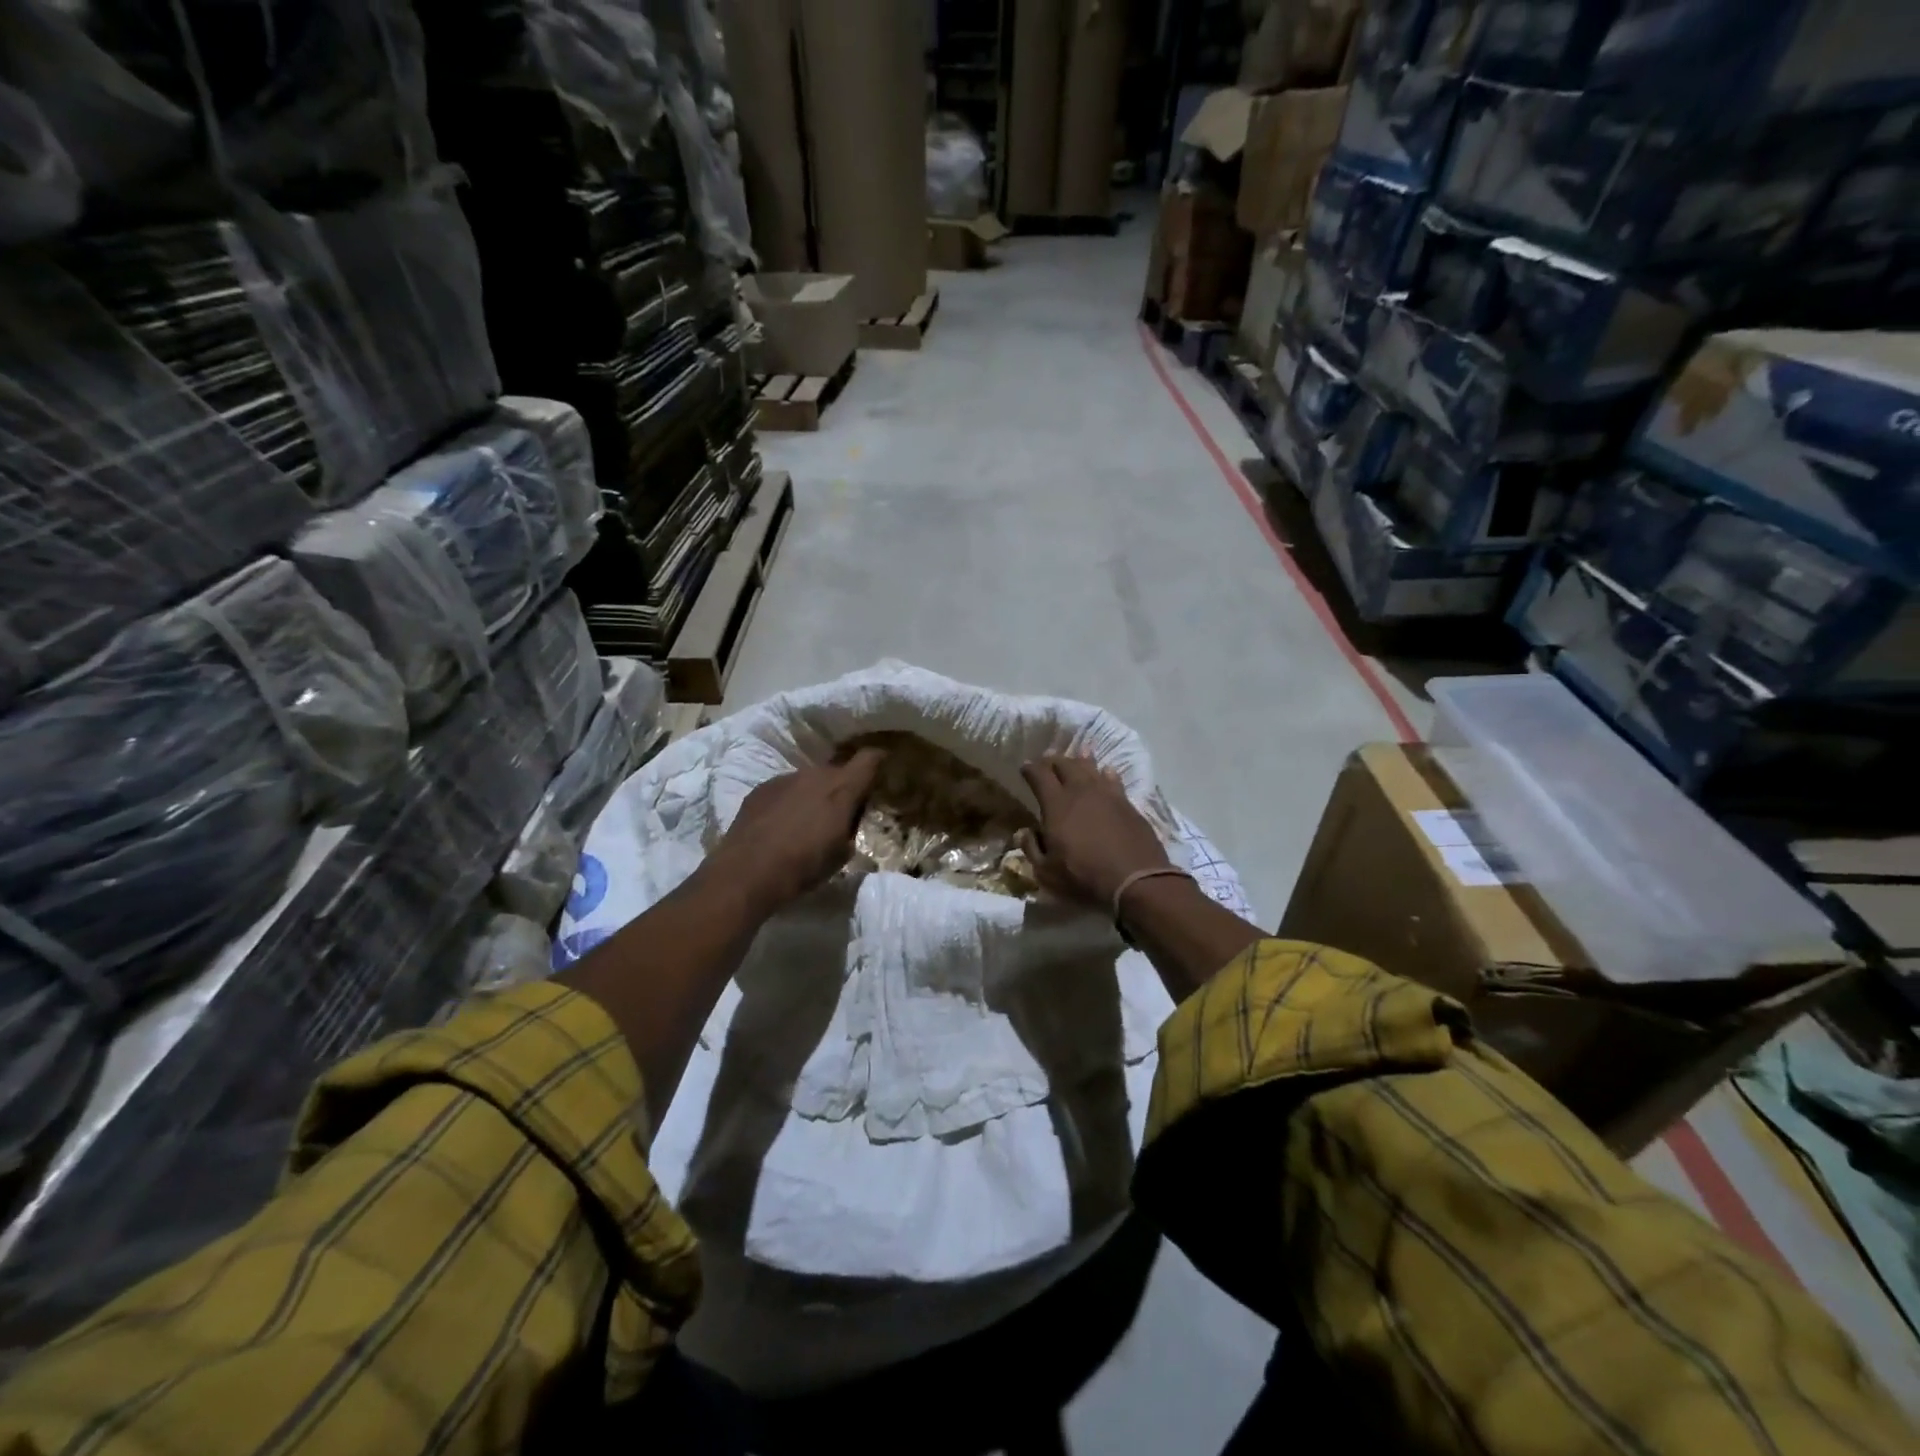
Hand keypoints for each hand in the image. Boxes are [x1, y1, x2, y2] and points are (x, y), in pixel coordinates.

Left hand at [709, 747, 885, 912]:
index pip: (869, 759)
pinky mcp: (761, 788)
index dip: (879, 760)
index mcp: (842, 789)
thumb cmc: (804, 866)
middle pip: (837, 771)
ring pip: (809, 779)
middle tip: (841, 810)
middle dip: (842, 787)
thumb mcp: (842, 853)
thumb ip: (850, 829)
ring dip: (813, 794)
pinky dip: (789, 801)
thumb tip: (848, 822)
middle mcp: (815, 775)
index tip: (883, 767)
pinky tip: (781, 824)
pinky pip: (785, 788)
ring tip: (807, 820)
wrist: (748, 872)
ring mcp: (785, 778)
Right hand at [1018, 755, 1171, 909]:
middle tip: (1048, 761)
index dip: (1030, 769)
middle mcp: (1080, 791)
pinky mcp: (1127, 803)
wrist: (1135, 880)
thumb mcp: (1047, 872)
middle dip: (1053, 760)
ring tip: (1077, 757)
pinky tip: (1106, 773)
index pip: (1039, 775)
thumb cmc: (1084, 877)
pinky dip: (1105, 774)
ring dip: (1080, 761)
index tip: (1025, 768)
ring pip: (1090, 767)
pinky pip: (1113, 779)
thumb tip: (1024, 832)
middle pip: (1065, 764)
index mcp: (1056, 804)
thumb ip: (1032, 849)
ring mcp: (1107, 794)